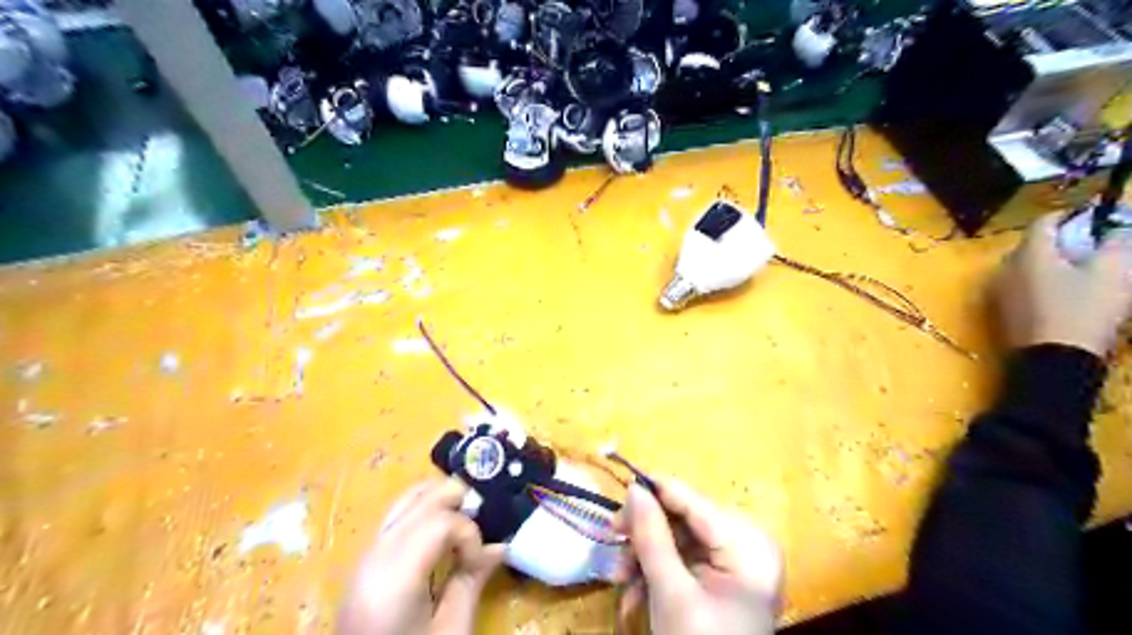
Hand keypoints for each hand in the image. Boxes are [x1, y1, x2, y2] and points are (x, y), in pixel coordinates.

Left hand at [338, 479, 504, 631]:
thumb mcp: (450, 632)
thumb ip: (471, 583)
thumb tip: (499, 546)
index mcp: (394, 576)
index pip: (440, 521)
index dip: (469, 533)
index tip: (479, 561)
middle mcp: (374, 554)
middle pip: (421, 499)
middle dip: (456, 504)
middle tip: (480, 527)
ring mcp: (364, 555)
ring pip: (406, 500)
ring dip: (440, 503)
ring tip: (463, 526)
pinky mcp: (364, 561)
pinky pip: (397, 517)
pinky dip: (424, 514)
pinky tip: (440, 536)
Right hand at [615, 482, 783, 634]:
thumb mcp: (671, 592)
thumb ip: (652, 537)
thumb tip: (635, 489)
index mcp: (749, 545)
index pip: (696, 503)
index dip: (657, 492)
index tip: (621, 492)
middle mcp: (746, 545)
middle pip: (684, 521)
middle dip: (645, 535)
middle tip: (611, 535)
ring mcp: (734, 564)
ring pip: (677, 542)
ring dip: (644, 558)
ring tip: (619, 578)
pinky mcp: (720, 580)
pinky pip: (682, 562)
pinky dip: (656, 575)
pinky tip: (635, 595)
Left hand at [994, 215, 1127, 357]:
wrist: (1052, 361)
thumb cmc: (1084, 311)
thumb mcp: (1114, 273)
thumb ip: (1117, 243)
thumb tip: (1117, 229)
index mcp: (1028, 253)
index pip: (1044, 221)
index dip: (1071, 215)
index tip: (1096, 218)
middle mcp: (1004, 268)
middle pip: (1032, 244)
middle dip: (1062, 241)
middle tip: (1093, 247)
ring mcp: (998, 291)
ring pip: (1025, 266)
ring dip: (1050, 263)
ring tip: (1082, 272)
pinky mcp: (1000, 311)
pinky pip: (1020, 287)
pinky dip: (1040, 283)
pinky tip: (1063, 296)